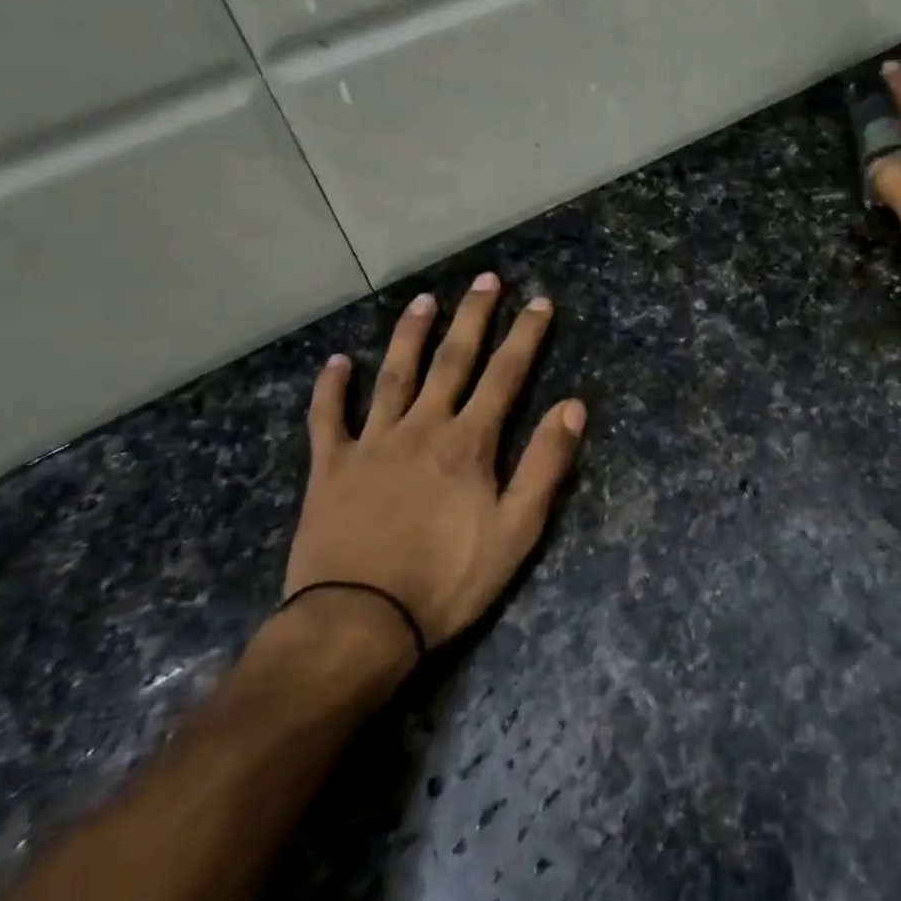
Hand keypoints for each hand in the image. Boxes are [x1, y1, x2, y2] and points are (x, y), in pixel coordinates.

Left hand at [285, 275, 585, 648]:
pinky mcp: (329, 466)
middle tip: (486, 279)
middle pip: (452, 361)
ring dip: (410, 334)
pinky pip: (327, 417)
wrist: (359, 621)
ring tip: (423, 300)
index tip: (540, 302)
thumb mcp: (517, 530)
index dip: (525, 336)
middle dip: (473, 317)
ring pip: (393, 375)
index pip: (505, 375)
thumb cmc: (447, 580)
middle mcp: (421, 427)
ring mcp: (371, 442)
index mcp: (468, 442)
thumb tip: (572, 406)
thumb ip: (545, 464)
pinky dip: (331, 387)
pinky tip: (337, 362)